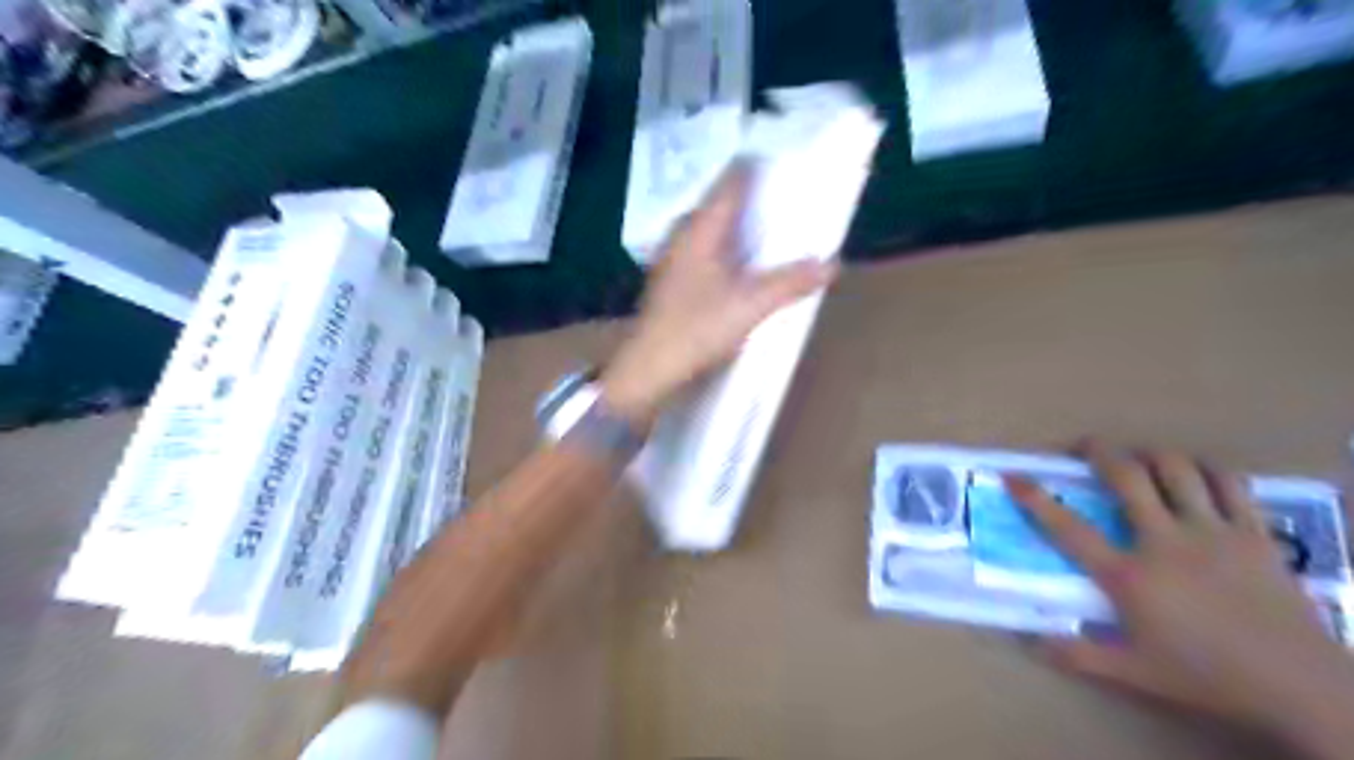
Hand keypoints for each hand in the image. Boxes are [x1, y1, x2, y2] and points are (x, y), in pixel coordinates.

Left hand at [599, 163, 835, 426]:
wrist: (648, 369)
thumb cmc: (696, 330)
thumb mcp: (750, 305)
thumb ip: (790, 282)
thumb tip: (831, 264)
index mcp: (700, 229)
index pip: (731, 181)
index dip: (757, 166)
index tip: (787, 160)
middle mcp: (683, 235)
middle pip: (721, 203)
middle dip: (753, 196)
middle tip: (787, 194)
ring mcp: (674, 259)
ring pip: (712, 228)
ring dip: (740, 225)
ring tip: (771, 226)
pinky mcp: (673, 282)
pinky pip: (706, 250)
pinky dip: (728, 248)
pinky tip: (743, 265)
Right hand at [1011, 438, 1353, 743]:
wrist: (1302, 688)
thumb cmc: (1208, 677)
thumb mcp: (1135, 673)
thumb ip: (1079, 655)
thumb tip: (1031, 643)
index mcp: (1129, 576)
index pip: (1069, 528)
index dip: (1035, 498)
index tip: (1013, 475)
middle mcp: (1165, 541)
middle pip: (1127, 477)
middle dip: (1098, 452)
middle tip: (1083, 446)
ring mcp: (1212, 533)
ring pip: (1178, 470)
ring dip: (1151, 454)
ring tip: (1140, 457)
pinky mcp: (1252, 534)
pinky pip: (1229, 484)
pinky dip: (1207, 469)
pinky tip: (1197, 473)